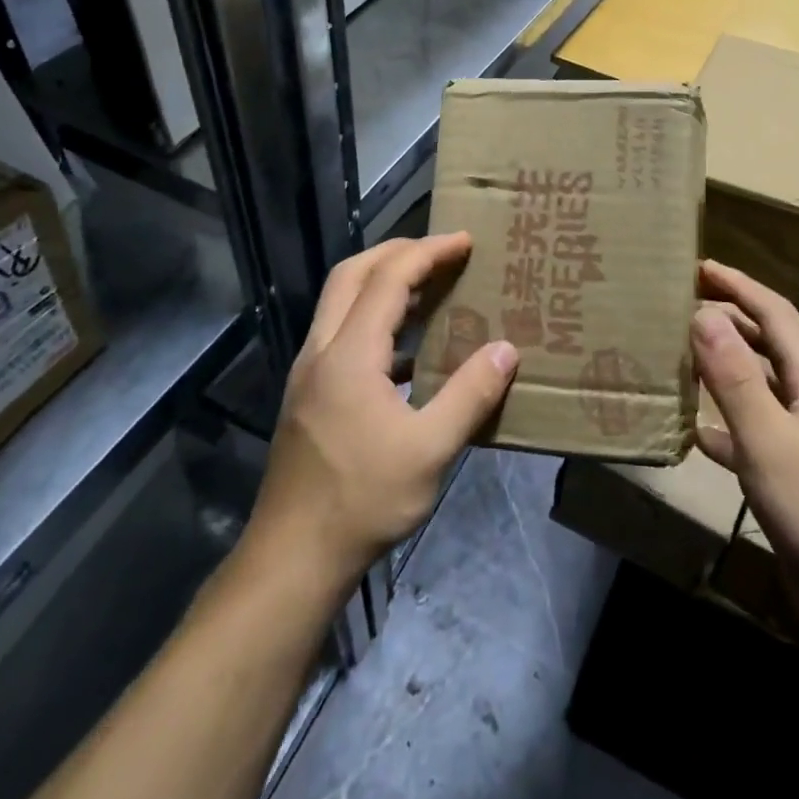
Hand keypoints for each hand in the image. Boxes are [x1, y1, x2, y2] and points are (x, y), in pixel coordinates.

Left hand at [247, 234, 517, 584]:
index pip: (389, 279)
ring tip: (430, 287)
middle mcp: (322, 350)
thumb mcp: (429, 450)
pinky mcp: (309, 395)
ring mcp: (309, 372)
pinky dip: (375, 320)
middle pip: (352, 274)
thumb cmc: (363, 500)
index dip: (428, 252)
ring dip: (383, 283)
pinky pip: (342, 333)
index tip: (465, 241)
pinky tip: (409, 351)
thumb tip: (506, 350)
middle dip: (397, 252)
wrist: (292, 557)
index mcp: (349, 354)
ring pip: (341, 302)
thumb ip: (470, 395)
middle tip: (442, 251)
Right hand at [692, 261, 798, 625]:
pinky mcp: (796, 473)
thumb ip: (733, 375)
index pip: (775, 314)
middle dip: (729, 320)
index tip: (700, 267)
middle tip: (682, 307)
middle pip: (769, 345)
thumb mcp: (768, 438)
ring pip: (760, 387)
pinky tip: (696, 432)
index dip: (739, 285)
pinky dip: (725, 422)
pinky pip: (755, 431)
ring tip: (681, 357)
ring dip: (724, 369)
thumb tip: (703, 312)